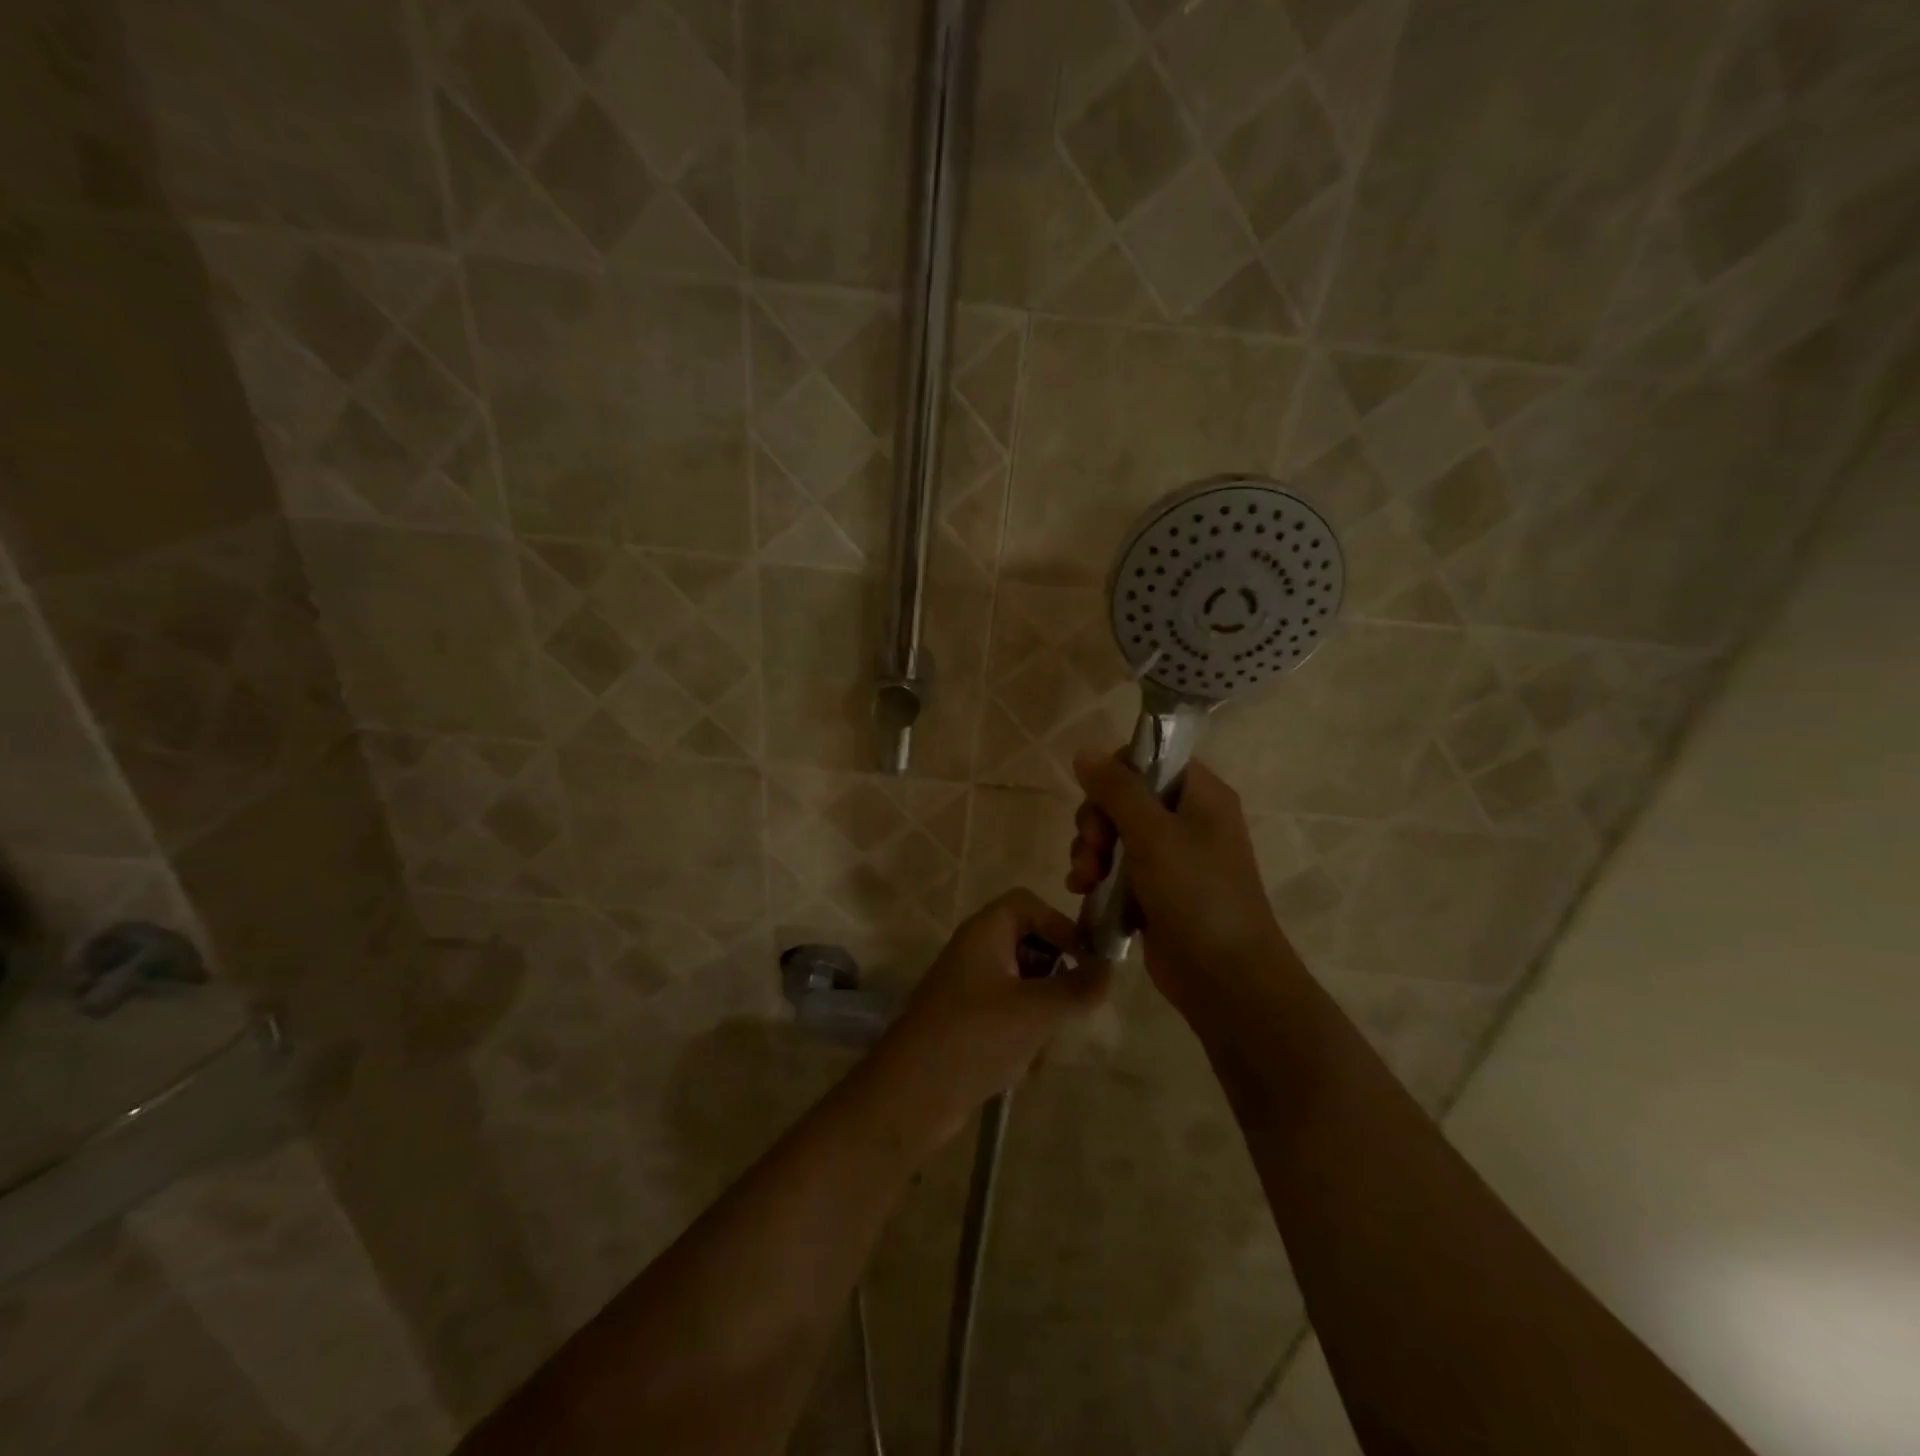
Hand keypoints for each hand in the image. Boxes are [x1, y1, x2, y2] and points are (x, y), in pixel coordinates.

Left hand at [877, 890, 1110, 1141]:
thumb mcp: (1036, 1011)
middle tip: (1071, 1005)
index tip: (1085, 958)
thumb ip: (1078, 988)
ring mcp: (967, 988)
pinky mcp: (965, 1022)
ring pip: (1021, 983)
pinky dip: (1021, 1034)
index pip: (1027, 903)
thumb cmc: (974, 1037)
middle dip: (1054, 976)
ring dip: (1041, 1011)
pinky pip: (1006, 1014)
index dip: (1059, 923)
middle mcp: (974, 952)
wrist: (911, 1095)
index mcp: (984, 933)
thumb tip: (1109, 969)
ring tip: (1043, 1043)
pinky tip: (1024, 1066)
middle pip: (1027, 943)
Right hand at [1065, 749, 1297, 1016]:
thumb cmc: (1197, 895)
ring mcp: (1170, 857)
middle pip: (1123, 797)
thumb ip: (1117, 790)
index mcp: (1200, 795)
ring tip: (1085, 879)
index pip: (1150, 758)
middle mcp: (1186, 820)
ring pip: (1113, 833)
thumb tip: (1084, 752)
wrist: (1225, 978)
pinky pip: (1114, 867)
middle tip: (1094, 847)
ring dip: (1090, 851)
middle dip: (1096, 821)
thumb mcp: (1154, 835)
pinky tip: (1081, 891)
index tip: (1099, 798)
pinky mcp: (1153, 890)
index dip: (1117, 773)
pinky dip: (1095, 875)